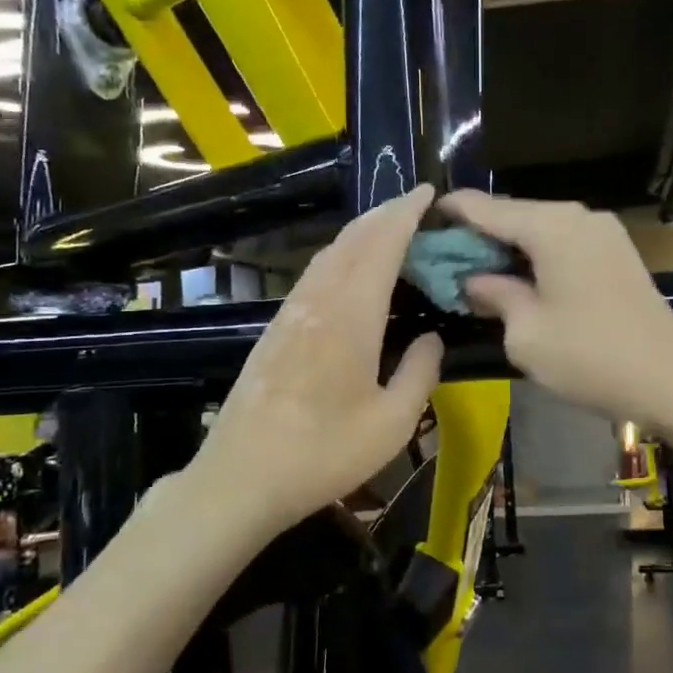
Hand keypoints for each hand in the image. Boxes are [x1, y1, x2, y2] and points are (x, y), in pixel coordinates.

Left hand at [191, 185, 442, 534]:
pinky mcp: (275, 332)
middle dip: (384, 215)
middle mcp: (318, 303)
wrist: (241, 480)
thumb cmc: (324, 453)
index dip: (405, 214)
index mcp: (350, 317)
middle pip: (351, 241)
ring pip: (328, 256)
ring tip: (388, 231)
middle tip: (415, 206)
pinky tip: (350, 274)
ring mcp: (290, 315)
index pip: (381, 246)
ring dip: (361, 234)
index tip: (428, 192)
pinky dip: (341, 258)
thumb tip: (431, 338)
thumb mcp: (392, 423)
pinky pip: (314, 276)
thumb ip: (420, 372)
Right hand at [438, 192, 672, 425]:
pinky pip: (564, 242)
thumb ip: (494, 295)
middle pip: (515, 214)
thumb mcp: (526, 333)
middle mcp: (579, 216)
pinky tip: (519, 277)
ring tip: (475, 269)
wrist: (672, 381)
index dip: (452, 212)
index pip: (487, 208)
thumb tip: (474, 279)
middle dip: (478, 234)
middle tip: (444, 257)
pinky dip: (537, 255)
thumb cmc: (590, 357)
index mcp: (551, 227)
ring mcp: (604, 232)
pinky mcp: (617, 252)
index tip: (422, 219)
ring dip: (508, 246)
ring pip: (541, 229)